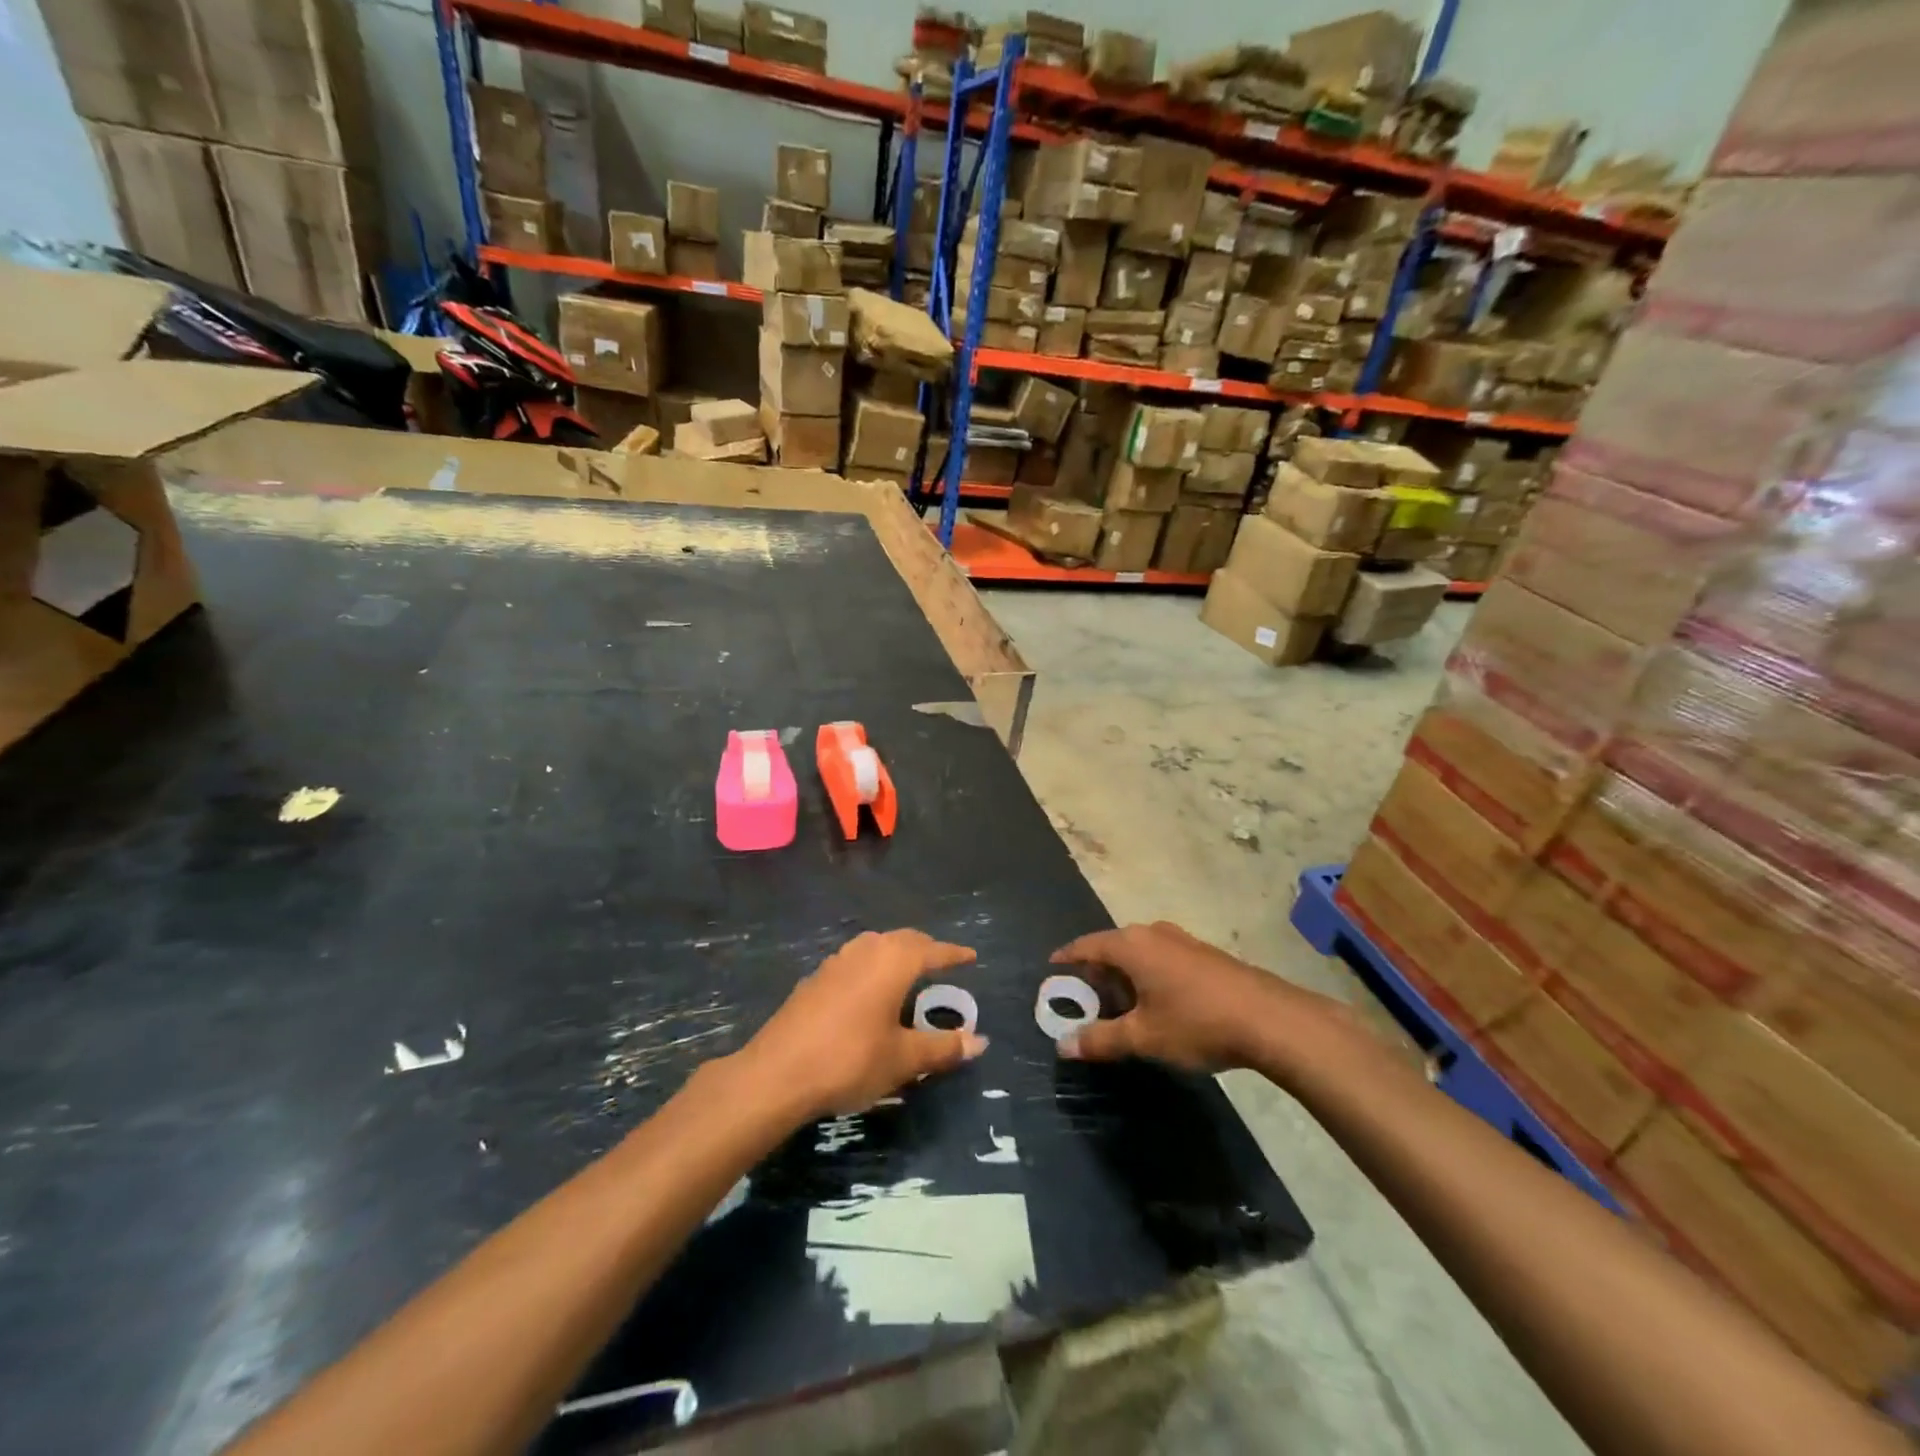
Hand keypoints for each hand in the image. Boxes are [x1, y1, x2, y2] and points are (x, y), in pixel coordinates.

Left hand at [737, 930, 986, 1120]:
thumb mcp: (903, 1059)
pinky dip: (871, 968)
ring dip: (895, 954)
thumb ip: (942, 1047)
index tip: (971, 956)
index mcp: (893, 962)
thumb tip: (979, 1041)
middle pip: (902, 940)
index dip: (953, 954)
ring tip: (907, 972)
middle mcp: (865, 951)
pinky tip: (868, 991)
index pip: (932, 950)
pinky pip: (854, 962)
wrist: (777, 1073)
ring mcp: (835, 962)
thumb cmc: (850, 1060)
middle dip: (925, 948)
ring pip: (874, 946)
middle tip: (941, 962)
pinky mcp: (814, 979)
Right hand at [1050, 921, 1349, 1073]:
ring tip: (1118, 1005)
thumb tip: (1063, 1046)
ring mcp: (1181, 940)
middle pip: (1112, 947)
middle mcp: (1152, 934)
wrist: (1269, 1019)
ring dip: (1124, 976)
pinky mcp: (1203, 954)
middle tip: (1083, 999)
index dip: (1067, 958)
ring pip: (1139, 953)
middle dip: (1096, 972)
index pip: (1086, 946)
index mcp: (1131, 945)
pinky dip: (1147, 976)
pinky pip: (1161, 958)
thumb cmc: (1196, 1022)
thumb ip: (1101, 1040)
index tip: (1051, 969)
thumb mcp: (1143, 1037)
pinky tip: (1156, 1003)